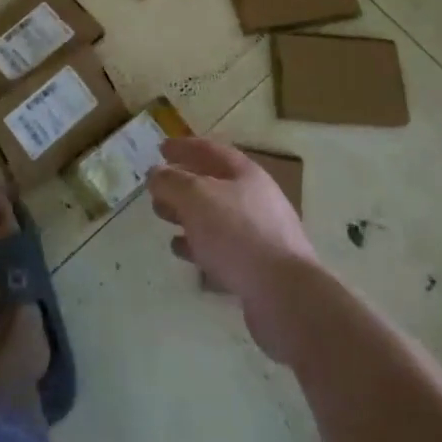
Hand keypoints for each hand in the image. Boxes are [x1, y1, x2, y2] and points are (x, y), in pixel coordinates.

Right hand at [149, 139, 320, 362]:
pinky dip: (199, 244)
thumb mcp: (196, 197)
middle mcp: (255, 199)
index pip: (210, 150)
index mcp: (245, 174)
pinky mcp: (257, 266)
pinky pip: (221, 247)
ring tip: (162, 218)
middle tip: (156, 189)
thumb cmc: (238, 234)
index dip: (184, 147)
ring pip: (215, 216)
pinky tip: (182, 250)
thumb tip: (156, 173)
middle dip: (182, 184)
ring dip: (187, 214)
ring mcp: (259, 234)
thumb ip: (171, 182)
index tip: (160, 148)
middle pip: (213, 183)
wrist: (285, 295)